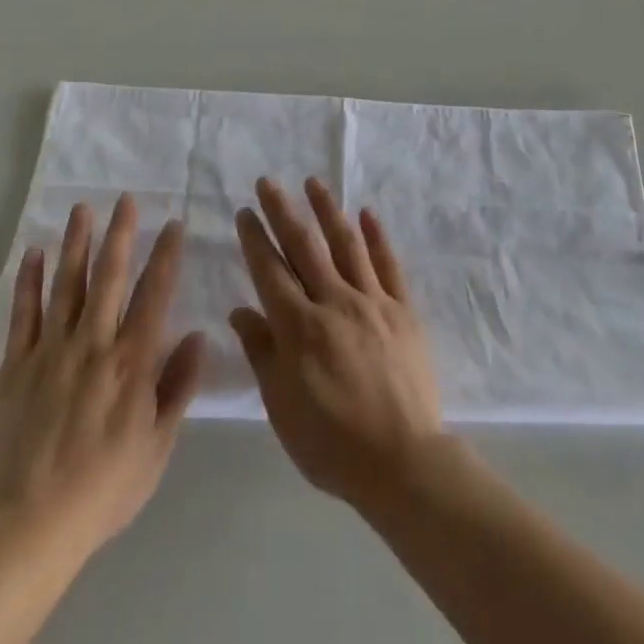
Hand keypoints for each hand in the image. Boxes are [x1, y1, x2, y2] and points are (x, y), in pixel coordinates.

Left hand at [0, 194, 204, 558]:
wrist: (31, 526)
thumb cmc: (105, 487)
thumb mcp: (158, 446)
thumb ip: (179, 387)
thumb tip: (199, 336)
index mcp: (132, 361)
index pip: (155, 294)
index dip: (166, 255)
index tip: (173, 223)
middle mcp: (94, 343)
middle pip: (110, 277)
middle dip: (120, 234)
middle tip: (125, 198)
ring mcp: (51, 351)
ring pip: (67, 284)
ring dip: (77, 243)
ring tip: (83, 208)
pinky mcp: (17, 366)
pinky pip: (24, 314)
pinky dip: (30, 281)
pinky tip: (35, 252)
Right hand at [230, 177, 444, 511]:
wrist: (403, 461)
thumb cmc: (331, 442)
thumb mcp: (282, 406)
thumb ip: (262, 353)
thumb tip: (240, 310)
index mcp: (299, 327)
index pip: (270, 271)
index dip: (255, 239)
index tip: (245, 211)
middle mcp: (334, 302)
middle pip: (304, 247)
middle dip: (283, 211)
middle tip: (269, 182)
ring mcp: (372, 302)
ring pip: (346, 244)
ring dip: (328, 210)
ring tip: (314, 182)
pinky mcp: (403, 310)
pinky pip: (388, 264)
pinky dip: (376, 236)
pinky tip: (366, 213)